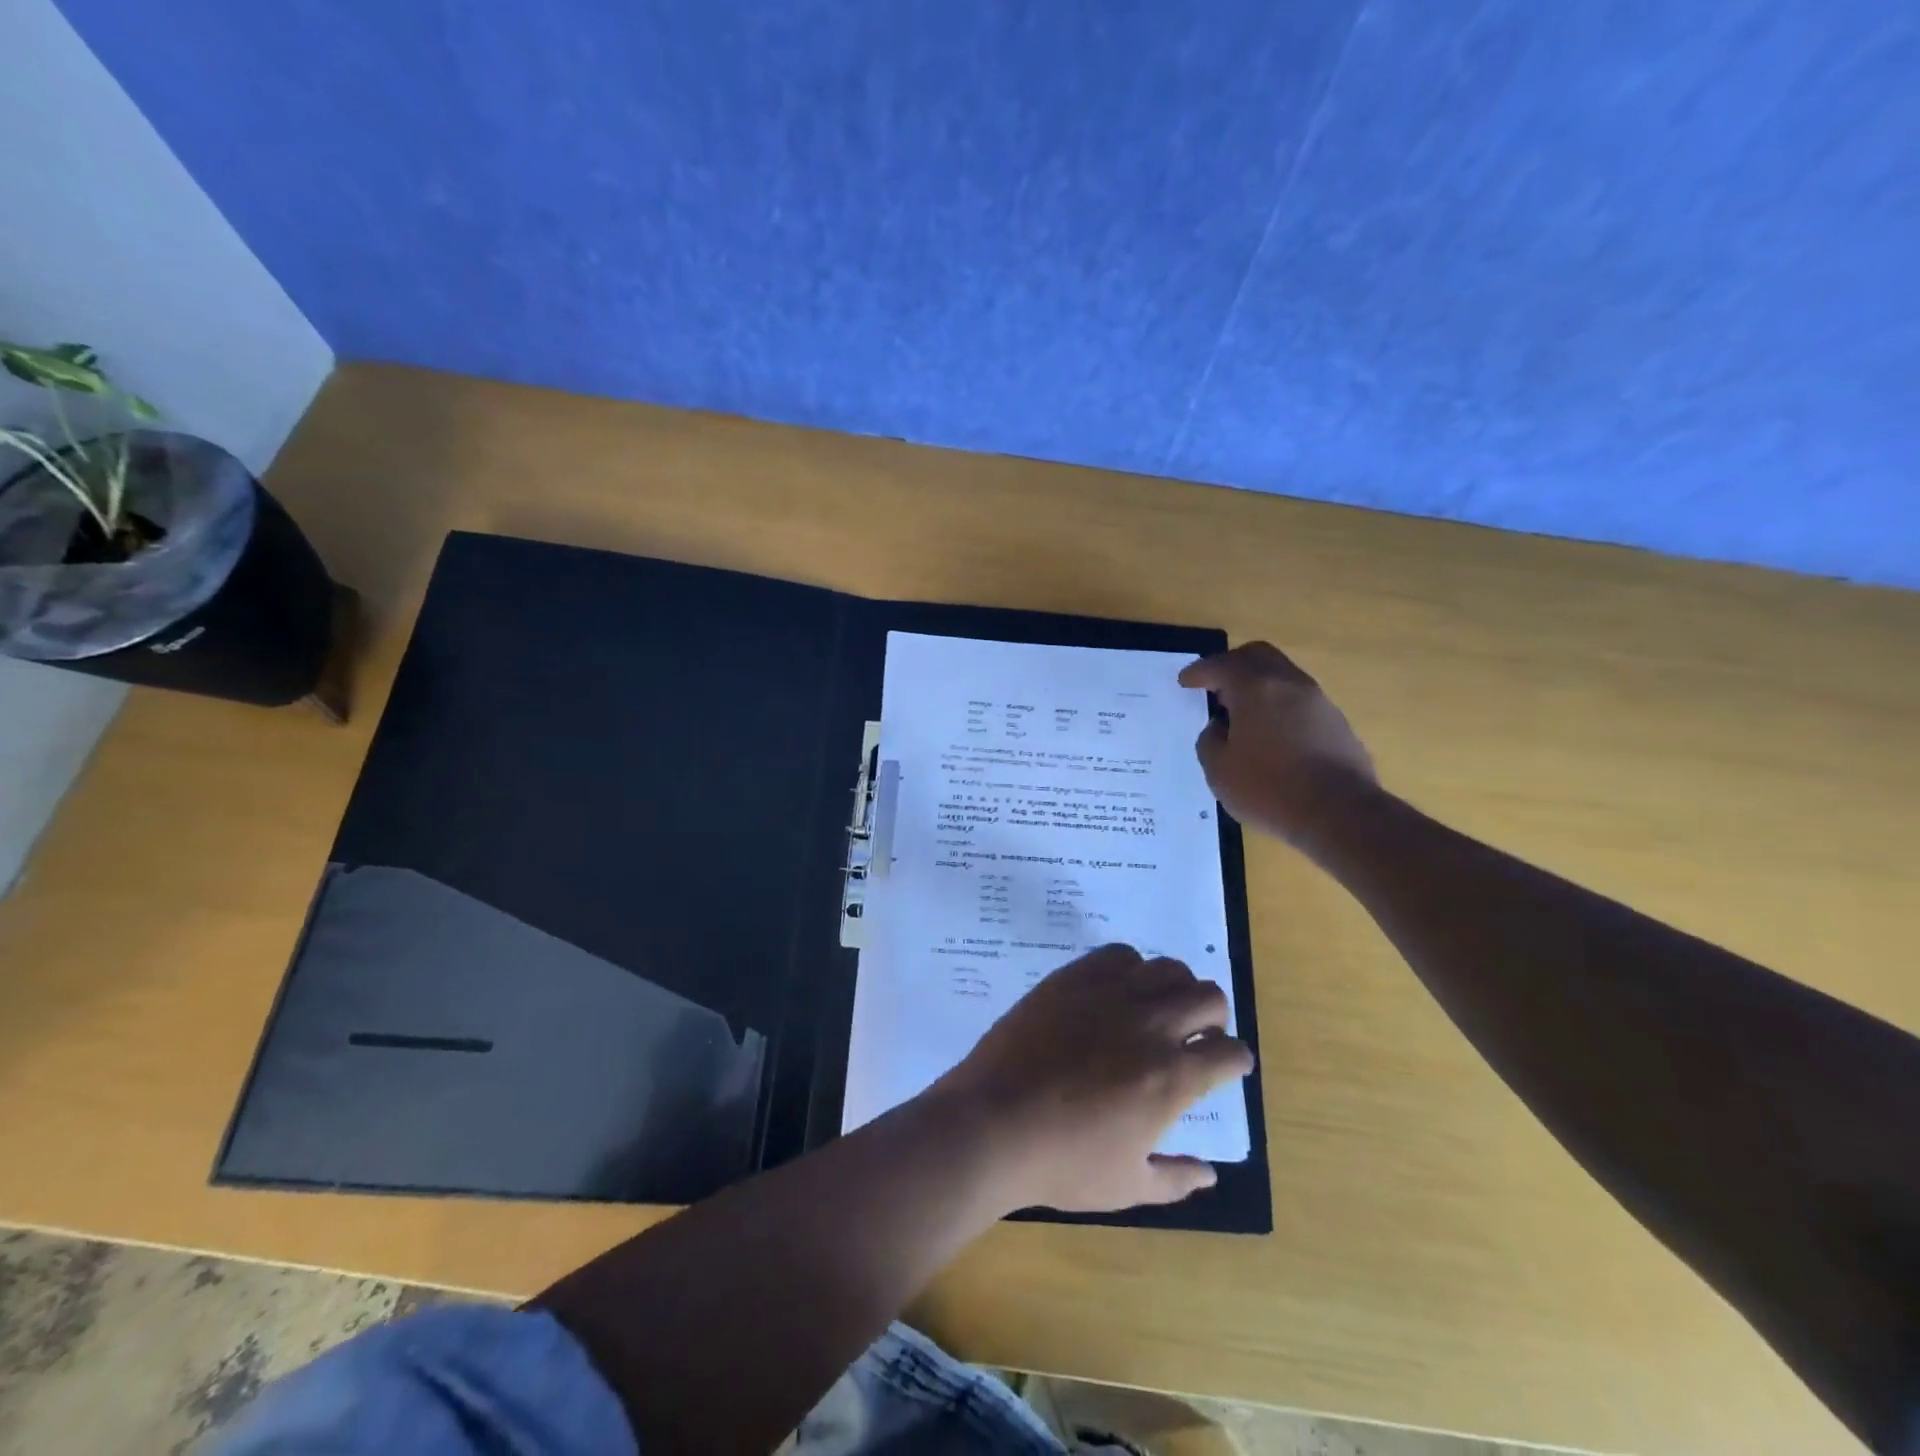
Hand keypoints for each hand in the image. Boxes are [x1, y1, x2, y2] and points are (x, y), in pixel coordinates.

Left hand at [931, 944, 1253, 1212]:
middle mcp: (1150, 1025)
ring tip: (1158, 1009)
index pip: (1229, 1052)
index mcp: (1171, 1078)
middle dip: (1213, 1016)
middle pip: (1208, 996)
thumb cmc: (1061, 1162)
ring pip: (1168, 968)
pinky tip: (1117, 991)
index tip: (1227, 1064)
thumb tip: (1210, 1173)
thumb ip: (1175, 1178)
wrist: (992, 1122)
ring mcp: (1109, 994)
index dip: (1235, 1059)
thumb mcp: (1127, 1186)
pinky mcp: (1073, 978)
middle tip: (1195, 1035)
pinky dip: (1130, 968)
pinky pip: (1118, 954)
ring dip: (1175, 987)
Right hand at [1179, 642, 1376, 847]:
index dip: (1199, 672)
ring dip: (1258, 686)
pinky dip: (1279, 706)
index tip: (1186, 681)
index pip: (1221, 666)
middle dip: (1232, 665)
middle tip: (1215, 685)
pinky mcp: (1337, 723)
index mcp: (1255, 689)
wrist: (1340, 814)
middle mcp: (1289, 684)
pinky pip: (1299, 701)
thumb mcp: (1219, 771)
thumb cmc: (1269, 789)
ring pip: (1282, 676)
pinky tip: (1271, 735)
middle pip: (1258, 656)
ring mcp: (1319, 702)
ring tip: (1241, 714)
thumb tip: (1221, 728)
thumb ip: (1210, 741)